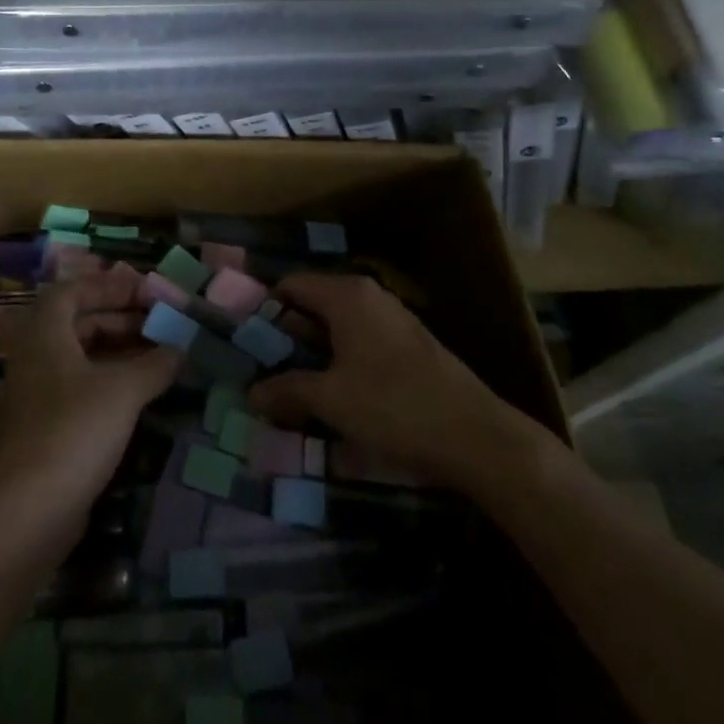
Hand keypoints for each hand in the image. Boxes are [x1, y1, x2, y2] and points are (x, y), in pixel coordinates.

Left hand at [0, 266, 179, 516]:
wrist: (30, 508)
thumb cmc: (75, 429)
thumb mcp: (123, 390)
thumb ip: (155, 364)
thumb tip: (181, 349)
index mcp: (45, 333)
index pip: (72, 291)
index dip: (107, 285)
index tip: (142, 290)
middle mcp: (36, 356)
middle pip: (77, 322)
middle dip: (119, 318)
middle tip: (158, 322)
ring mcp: (38, 393)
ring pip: (81, 357)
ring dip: (118, 351)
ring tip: (159, 354)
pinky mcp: (45, 426)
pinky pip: (79, 387)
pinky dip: (109, 380)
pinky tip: (141, 393)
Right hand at [248, 274, 553, 497]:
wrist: (478, 437)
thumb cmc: (394, 406)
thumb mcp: (331, 400)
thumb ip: (287, 391)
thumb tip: (251, 393)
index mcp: (346, 295)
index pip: (290, 285)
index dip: (264, 310)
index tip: (246, 343)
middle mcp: (368, 296)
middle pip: (312, 305)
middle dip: (286, 338)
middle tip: (261, 371)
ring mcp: (392, 320)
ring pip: (336, 328)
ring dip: (313, 354)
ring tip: (291, 389)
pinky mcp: (409, 346)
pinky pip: (359, 343)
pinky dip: (339, 362)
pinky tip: (333, 396)